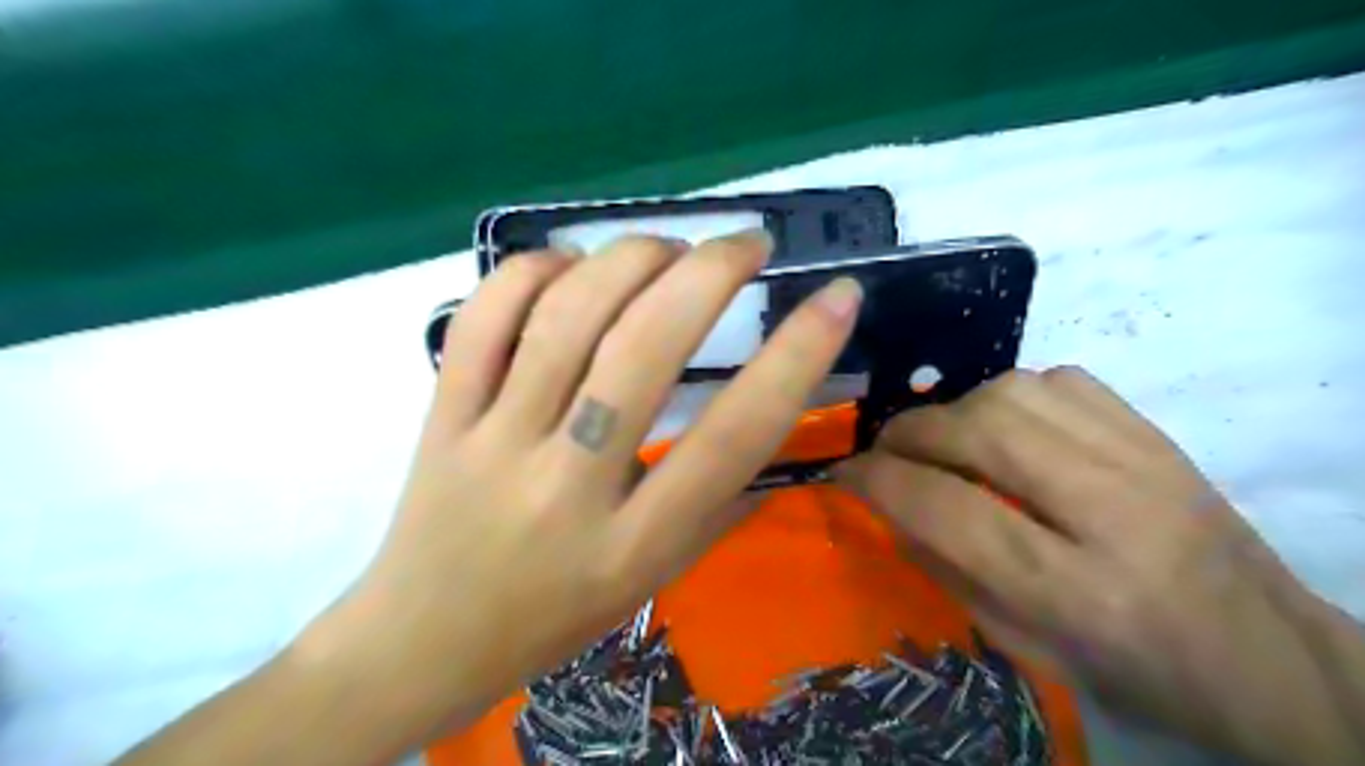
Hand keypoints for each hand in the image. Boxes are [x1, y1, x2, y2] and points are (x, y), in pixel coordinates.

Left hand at [300, 234, 856, 746]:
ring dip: (631, 259)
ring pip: (566, 318)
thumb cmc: (555, 616)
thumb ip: (716, 504)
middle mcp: (566, 485)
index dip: (797, 357)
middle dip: (709, 274)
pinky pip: (484, 320)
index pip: (734, 437)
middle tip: (748, 242)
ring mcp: (493, 442)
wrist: (425, 640)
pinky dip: (533, 271)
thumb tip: (773, 418)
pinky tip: (570, 263)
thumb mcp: (654, 579)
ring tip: (669, 248)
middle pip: (643, 350)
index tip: (837, 298)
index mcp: (634, 544)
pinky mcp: (440, 416)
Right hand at [839, 369, 1359, 761]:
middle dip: (909, 432)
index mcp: (1079, 592)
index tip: (844, 472)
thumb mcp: (1027, 648)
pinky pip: (1059, 379)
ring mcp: (1143, 459)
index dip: (879, 481)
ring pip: (1014, 392)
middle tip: (885, 449)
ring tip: (942, 438)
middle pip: (980, 433)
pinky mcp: (1155, 431)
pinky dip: (1010, 393)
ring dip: (954, 409)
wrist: (1267, 652)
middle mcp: (1113, 512)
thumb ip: (948, 572)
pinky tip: (1004, 424)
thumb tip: (889, 505)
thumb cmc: (1136, 668)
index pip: (949, 510)